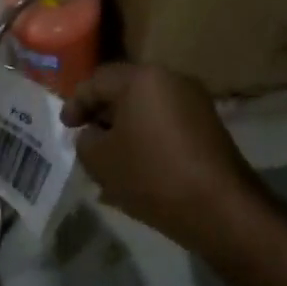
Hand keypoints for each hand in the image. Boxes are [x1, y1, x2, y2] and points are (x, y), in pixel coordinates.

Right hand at [61, 63, 261, 245]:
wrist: (219, 207)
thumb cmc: (152, 175)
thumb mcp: (101, 161)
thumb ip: (86, 141)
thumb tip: (93, 134)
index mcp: (142, 78)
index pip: (98, 81)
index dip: (76, 103)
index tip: (66, 127)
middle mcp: (171, 78)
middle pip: (126, 89)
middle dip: (103, 113)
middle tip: (87, 137)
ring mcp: (195, 100)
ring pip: (148, 107)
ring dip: (127, 126)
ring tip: (111, 155)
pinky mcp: (209, 124)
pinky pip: (167, 122)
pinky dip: (148, 135)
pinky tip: (138, 164)